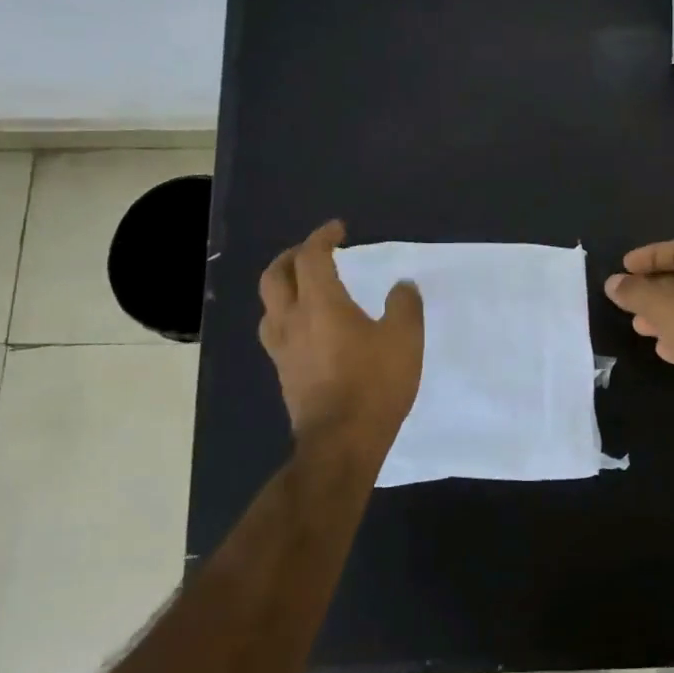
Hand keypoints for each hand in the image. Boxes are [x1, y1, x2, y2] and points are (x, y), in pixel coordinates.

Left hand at [259, 220, 423, 467]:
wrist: (341, 443)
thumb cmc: (374, 384)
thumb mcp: (405, 339)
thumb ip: (404, 306)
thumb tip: (401, 286)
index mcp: (321, 305)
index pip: (311, 258)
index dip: (322, 237)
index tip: (338, 229)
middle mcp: (292, 321)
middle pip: (275, 277)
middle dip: (291, 257)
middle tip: (312, 252)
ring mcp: (282, 350)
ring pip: (268, 306)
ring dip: (282, 287)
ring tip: (303, 288)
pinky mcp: (284, 374)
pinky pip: (276, 333)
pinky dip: (287, 317)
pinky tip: (308, 329)